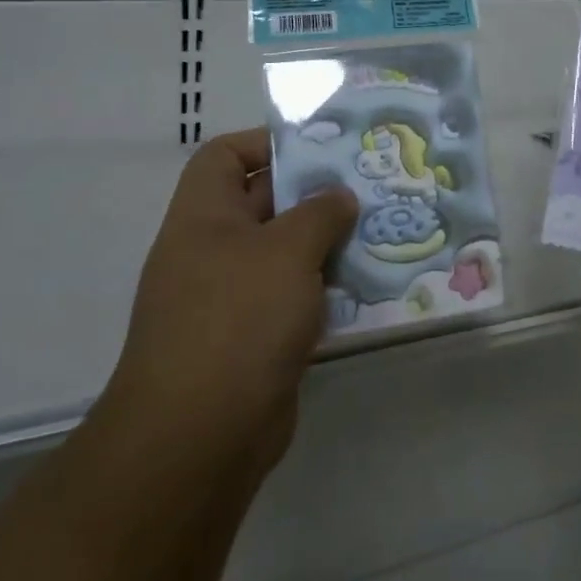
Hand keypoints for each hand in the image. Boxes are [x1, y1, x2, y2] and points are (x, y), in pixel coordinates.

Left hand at [104, 129, 357, 477]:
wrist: (201, 437)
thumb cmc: (239, 319)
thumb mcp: (287, 250)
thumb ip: (320, 212)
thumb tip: (339, 197)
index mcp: (203, 217)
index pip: (224, 156)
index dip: (267, 143)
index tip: (321, 149)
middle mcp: (212, 251)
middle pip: (264, 202)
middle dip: (315, 194)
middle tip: (370, 185)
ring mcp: (231, 298)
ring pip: (285, 253)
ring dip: (328, 243)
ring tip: (379, 230)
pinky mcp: (254, 338)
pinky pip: (294, 297)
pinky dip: (325, 288)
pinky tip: (368, 284)